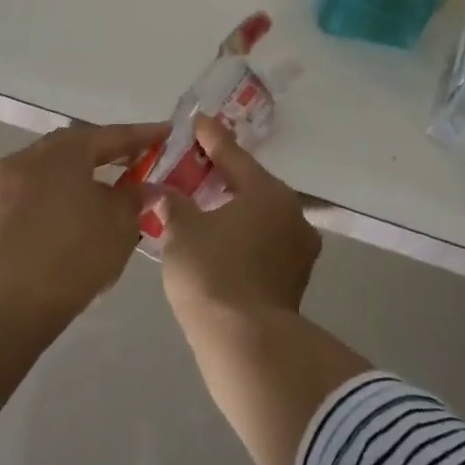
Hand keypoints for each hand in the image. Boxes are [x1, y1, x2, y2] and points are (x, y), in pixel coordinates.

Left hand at [0, 121, 170, 317]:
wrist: (19, 300)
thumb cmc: (77, 252)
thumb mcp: (121, 223)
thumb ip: (135, 196)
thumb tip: (145, 187)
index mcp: (64, 150)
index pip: (112, 135)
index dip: (143, 135)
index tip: (167, 132)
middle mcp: (34, 155)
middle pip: (80, 144)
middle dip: (111, 149)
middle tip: (140, 156)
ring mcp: (12, 180)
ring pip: (58, 164)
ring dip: (87, 168)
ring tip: (115, 180)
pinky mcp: (4, 206)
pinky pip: (44, 184)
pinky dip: (67, 186)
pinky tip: (85, 202)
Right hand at [159, 116, 321, 320]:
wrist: (246, 343)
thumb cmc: (212, 273)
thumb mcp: (182, 231)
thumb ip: (174, 203)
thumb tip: (166, 192)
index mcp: (268, 193)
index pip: (233, 154)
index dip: (211, 137)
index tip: (197, 121)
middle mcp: (292, 214)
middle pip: (252, 184)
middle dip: (224, 174)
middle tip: (195, 164)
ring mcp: (299, 249)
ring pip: (261, 215)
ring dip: (235, 207)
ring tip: (206, 203)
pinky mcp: (295, 279)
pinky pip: (265, 241)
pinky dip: (243, 233)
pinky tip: (221, 238)